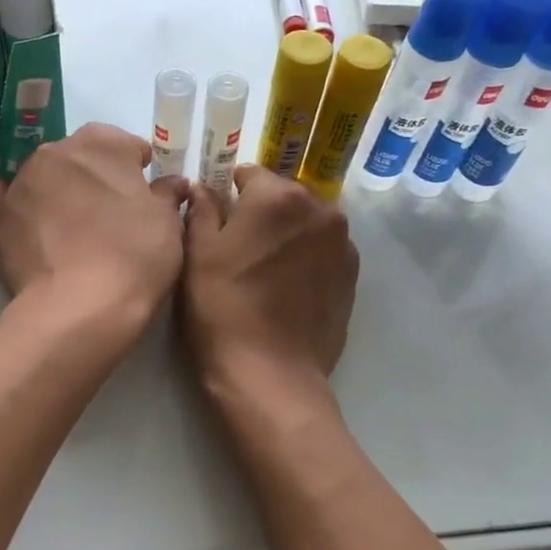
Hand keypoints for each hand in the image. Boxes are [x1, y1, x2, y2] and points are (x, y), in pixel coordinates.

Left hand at [0, 123, 189, 337]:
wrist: (82, 307)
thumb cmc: (135, 257)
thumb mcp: (168, 224)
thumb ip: (167, 194)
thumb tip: (172, 182)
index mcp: (103, 142)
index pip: (126, 145)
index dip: (137, 171)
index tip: (144, 196)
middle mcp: (57, 150)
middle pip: (81, 156)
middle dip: (95, 176)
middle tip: (110, 215)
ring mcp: (22, 180)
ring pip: (43, 173)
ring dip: (57, 189)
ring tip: (70, 228)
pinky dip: (8, 197)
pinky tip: (22, 216)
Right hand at [180, 164, 358, 403]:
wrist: (271, 375)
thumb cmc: (223, 309)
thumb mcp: (198, 256)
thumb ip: (201, 210)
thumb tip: (202, 187)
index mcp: (279, 197)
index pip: (250, 174)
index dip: (229, 193)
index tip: (217, 220)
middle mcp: (320, 210)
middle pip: (284, 196)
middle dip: (263, 212)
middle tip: (240, 248)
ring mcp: (342, 244)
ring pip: (307, 223)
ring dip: (289, 234)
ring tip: (266, 271)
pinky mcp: (353, 276)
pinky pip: (324, 251)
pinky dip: (308, 258)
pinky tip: (289, 289)